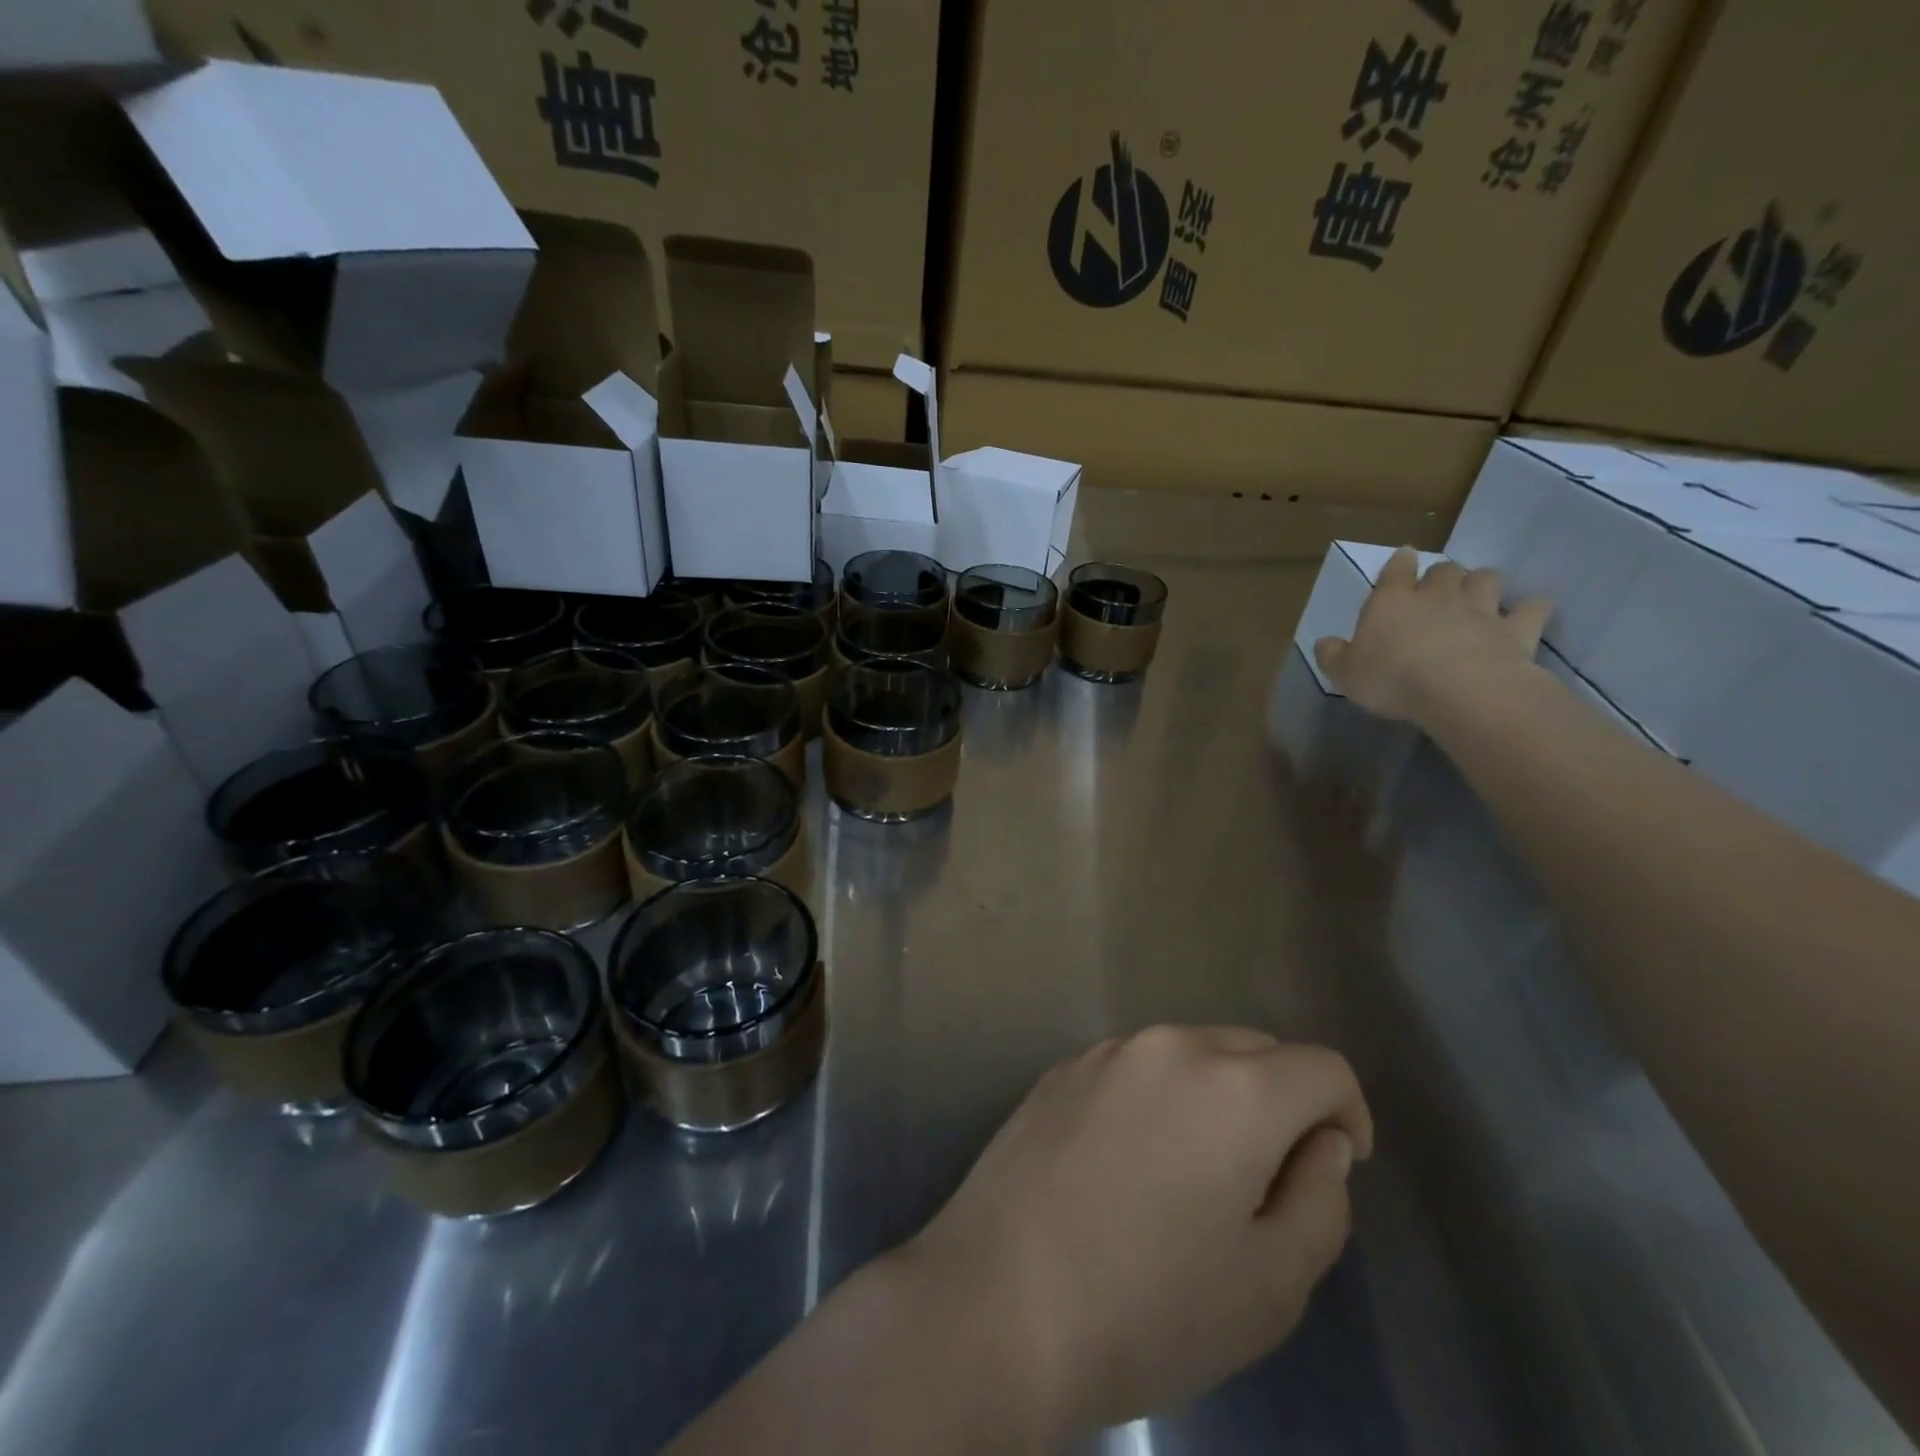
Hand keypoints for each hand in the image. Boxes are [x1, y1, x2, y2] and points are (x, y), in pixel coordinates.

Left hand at [895, 1027, 1372, 1440]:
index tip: (1335, 1167)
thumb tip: (1320, 1143)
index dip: (1347, 1114)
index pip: (1322, 1068)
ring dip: (1215, 1098)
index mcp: (1234, 1087)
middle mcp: (1170, 1046)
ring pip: (1190, 1055)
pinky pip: (1135, 1069)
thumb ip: (1321, 1199)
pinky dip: (1157, 1100)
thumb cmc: (1149, 1309)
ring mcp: (1106, 1052)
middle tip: (1264, 1181)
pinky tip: (1128, 1167)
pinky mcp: (1060, 1070)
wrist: (998, 1302)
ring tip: (1193, 1178)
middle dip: (1280, 1102)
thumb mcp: (1273, 1283)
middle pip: (1254, 1051)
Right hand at [1313, 549, 1551, 724]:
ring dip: (1482, 582)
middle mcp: (1437, 596)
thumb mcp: (1345, 675)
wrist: (1461, 691)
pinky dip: (1531, 607)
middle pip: (1444, 569)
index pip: (1396, 569)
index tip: (1403, 558)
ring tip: (1479, 595)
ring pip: (1487, 578)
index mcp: (1391, 602)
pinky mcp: (1516, 628)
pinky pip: (1532, 607)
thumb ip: (1333, 655)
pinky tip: (1528, 612)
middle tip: (1438, 588)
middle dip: (1442, 574)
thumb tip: (1324, 642)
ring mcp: (1481, 609)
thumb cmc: (1392, 679)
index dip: (1399, 562)